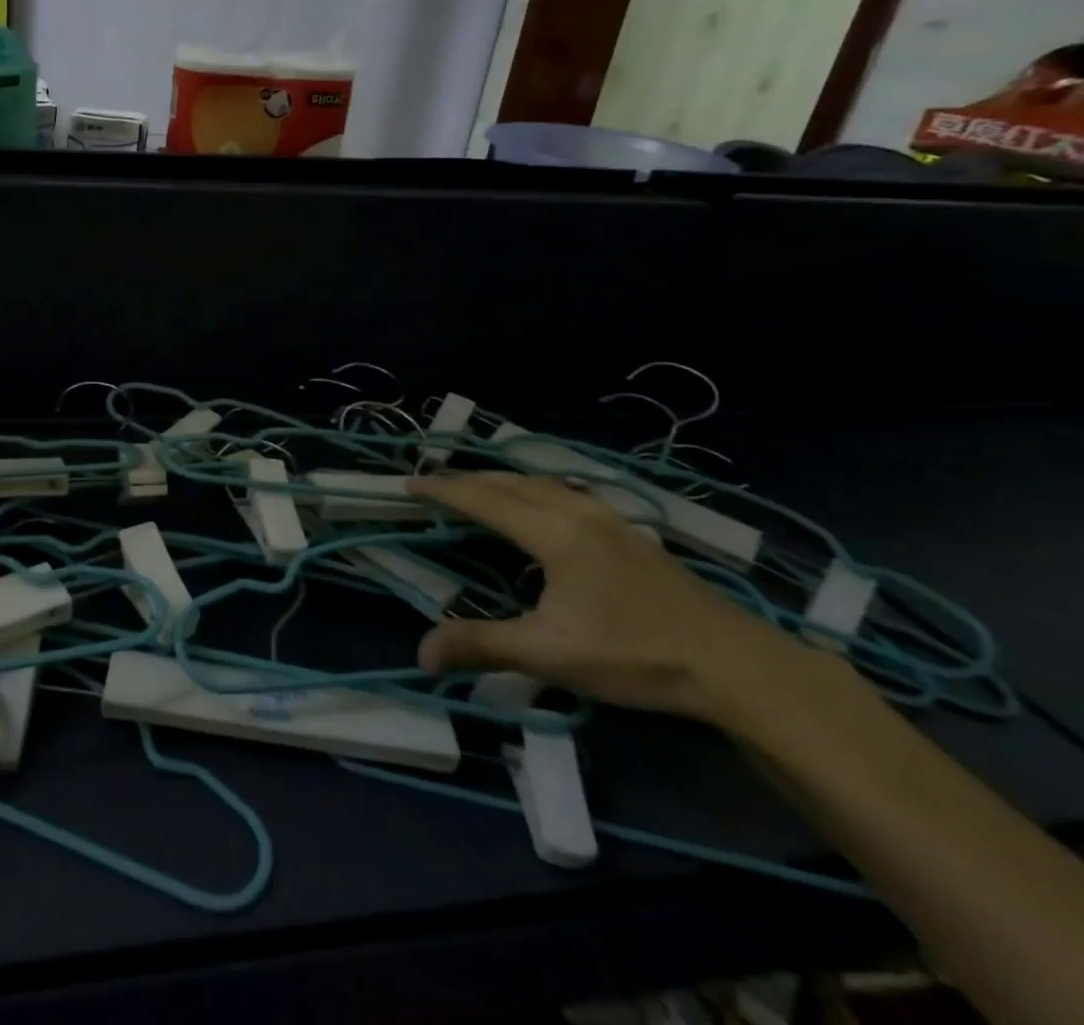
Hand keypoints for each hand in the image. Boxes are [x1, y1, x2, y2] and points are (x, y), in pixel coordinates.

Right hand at [408, 473, 808, 720]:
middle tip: (433, 483)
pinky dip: (533, 489)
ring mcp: (609, 518)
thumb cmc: (634, 654)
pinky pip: (565, 492)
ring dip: (501, 480)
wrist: (736, 665)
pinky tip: (540, 506)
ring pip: (541, 483)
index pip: (483, 499)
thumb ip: (481, 645)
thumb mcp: (549, 654)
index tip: (408, 484)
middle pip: (509, 482)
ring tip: (477, 487)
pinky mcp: (629, 533)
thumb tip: (420, 654)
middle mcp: (576, 511)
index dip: (443, 490)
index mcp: (552, 531)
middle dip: (467, 479)